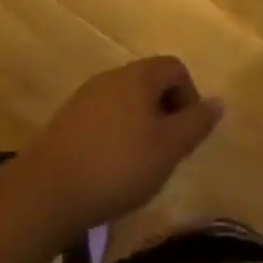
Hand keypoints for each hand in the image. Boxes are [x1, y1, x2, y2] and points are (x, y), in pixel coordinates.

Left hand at [23, 57, 221, 232]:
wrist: (44, 194)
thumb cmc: (117, 166)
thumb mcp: (169, 148)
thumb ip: (197, 123)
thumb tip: (218, 102)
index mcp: (138, 76)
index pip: (175, 68)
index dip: (190, 96)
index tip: (187, 133)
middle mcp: (111, 77)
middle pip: (150, 84)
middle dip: (165, 113)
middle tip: (167, 151)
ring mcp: (84, 99)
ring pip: (125, 103)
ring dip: (140, 127)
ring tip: (140, 165)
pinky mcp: (65, 123)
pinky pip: (103, 120)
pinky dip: (115, 138)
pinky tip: (110, 171)